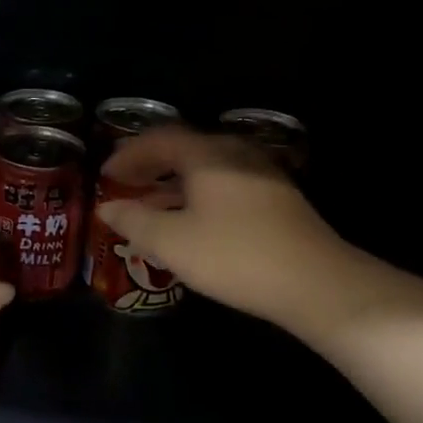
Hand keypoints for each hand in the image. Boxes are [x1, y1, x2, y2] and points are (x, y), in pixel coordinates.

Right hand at [97, 127, 351, 329]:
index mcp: (207, 155)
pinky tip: (190, 219)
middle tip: (124, 183)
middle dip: (150, 164)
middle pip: (184, 148)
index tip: (105, 173)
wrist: (317, 283)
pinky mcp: (275, 197)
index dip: (128, 154)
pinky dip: (196, 193)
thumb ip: (134, 221)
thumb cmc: (234, 256)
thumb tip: (106, 208)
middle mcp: (234, 153)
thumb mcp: (172, 242)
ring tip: (150, 203)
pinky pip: (223, 183)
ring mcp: (260, 174)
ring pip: (205, 167)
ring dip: (173, 181)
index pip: (158, 140)